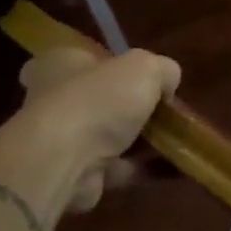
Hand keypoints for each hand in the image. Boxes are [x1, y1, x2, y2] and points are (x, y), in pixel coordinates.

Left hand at [17, 47, 179, 210]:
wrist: (65, 161)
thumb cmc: (99, 99)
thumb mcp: (146, 67)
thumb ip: (163, 70)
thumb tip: (167, 83)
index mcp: (59, 64)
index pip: (79, 58)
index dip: (108, 65)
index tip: (135, 77)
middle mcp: (51, 99)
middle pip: (99, 99)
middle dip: (132, 108)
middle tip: (165, 111)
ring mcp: (60, 140)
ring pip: (109, 136)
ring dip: (141, 141)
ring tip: (178, 142)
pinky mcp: (73, 173)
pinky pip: (116, 168)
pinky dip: (142, 168)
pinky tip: (172, 167)